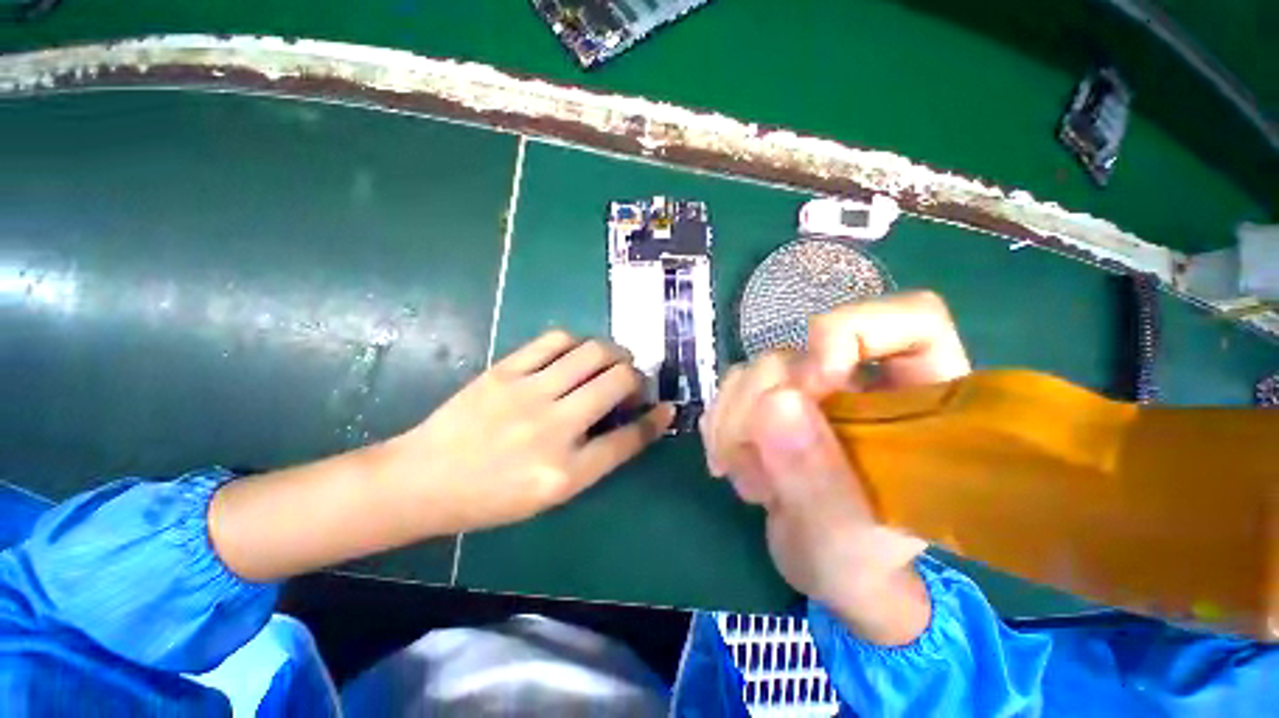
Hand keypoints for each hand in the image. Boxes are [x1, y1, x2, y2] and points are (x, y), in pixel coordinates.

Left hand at [210, 330, 670, 581]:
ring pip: (593, 353)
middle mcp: (554, 428)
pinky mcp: (506, 370)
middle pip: (618, 382)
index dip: (655, 421)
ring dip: (614, 353)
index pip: (628, 438)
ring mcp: (529, 393)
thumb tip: (630, 423)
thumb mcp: (552, 493)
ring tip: (613, 360)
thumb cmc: (491, 497)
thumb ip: (596, 458)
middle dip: (638, 378)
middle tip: (633, 383)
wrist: (423, 480)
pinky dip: (577, 342)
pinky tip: (577, 352)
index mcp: (567, 471)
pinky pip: (555, 340)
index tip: (667, 408)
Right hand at [701, 291, 969, 644]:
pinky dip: (721, 424)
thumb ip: (815, 476)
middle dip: (761, 403)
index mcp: (919, 403)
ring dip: (733, 420)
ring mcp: (811, 388)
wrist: (818, 565)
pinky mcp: (773, 399)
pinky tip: (729, 463)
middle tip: (751, 461)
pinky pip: (732, 386)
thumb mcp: (844, 538)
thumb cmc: (855, 562)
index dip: (853, 333)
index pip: (911, 321)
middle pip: (799, 351)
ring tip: (745, 477)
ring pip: (756, 368)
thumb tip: (773, 402)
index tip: (813, 382)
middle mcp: (861, 381)